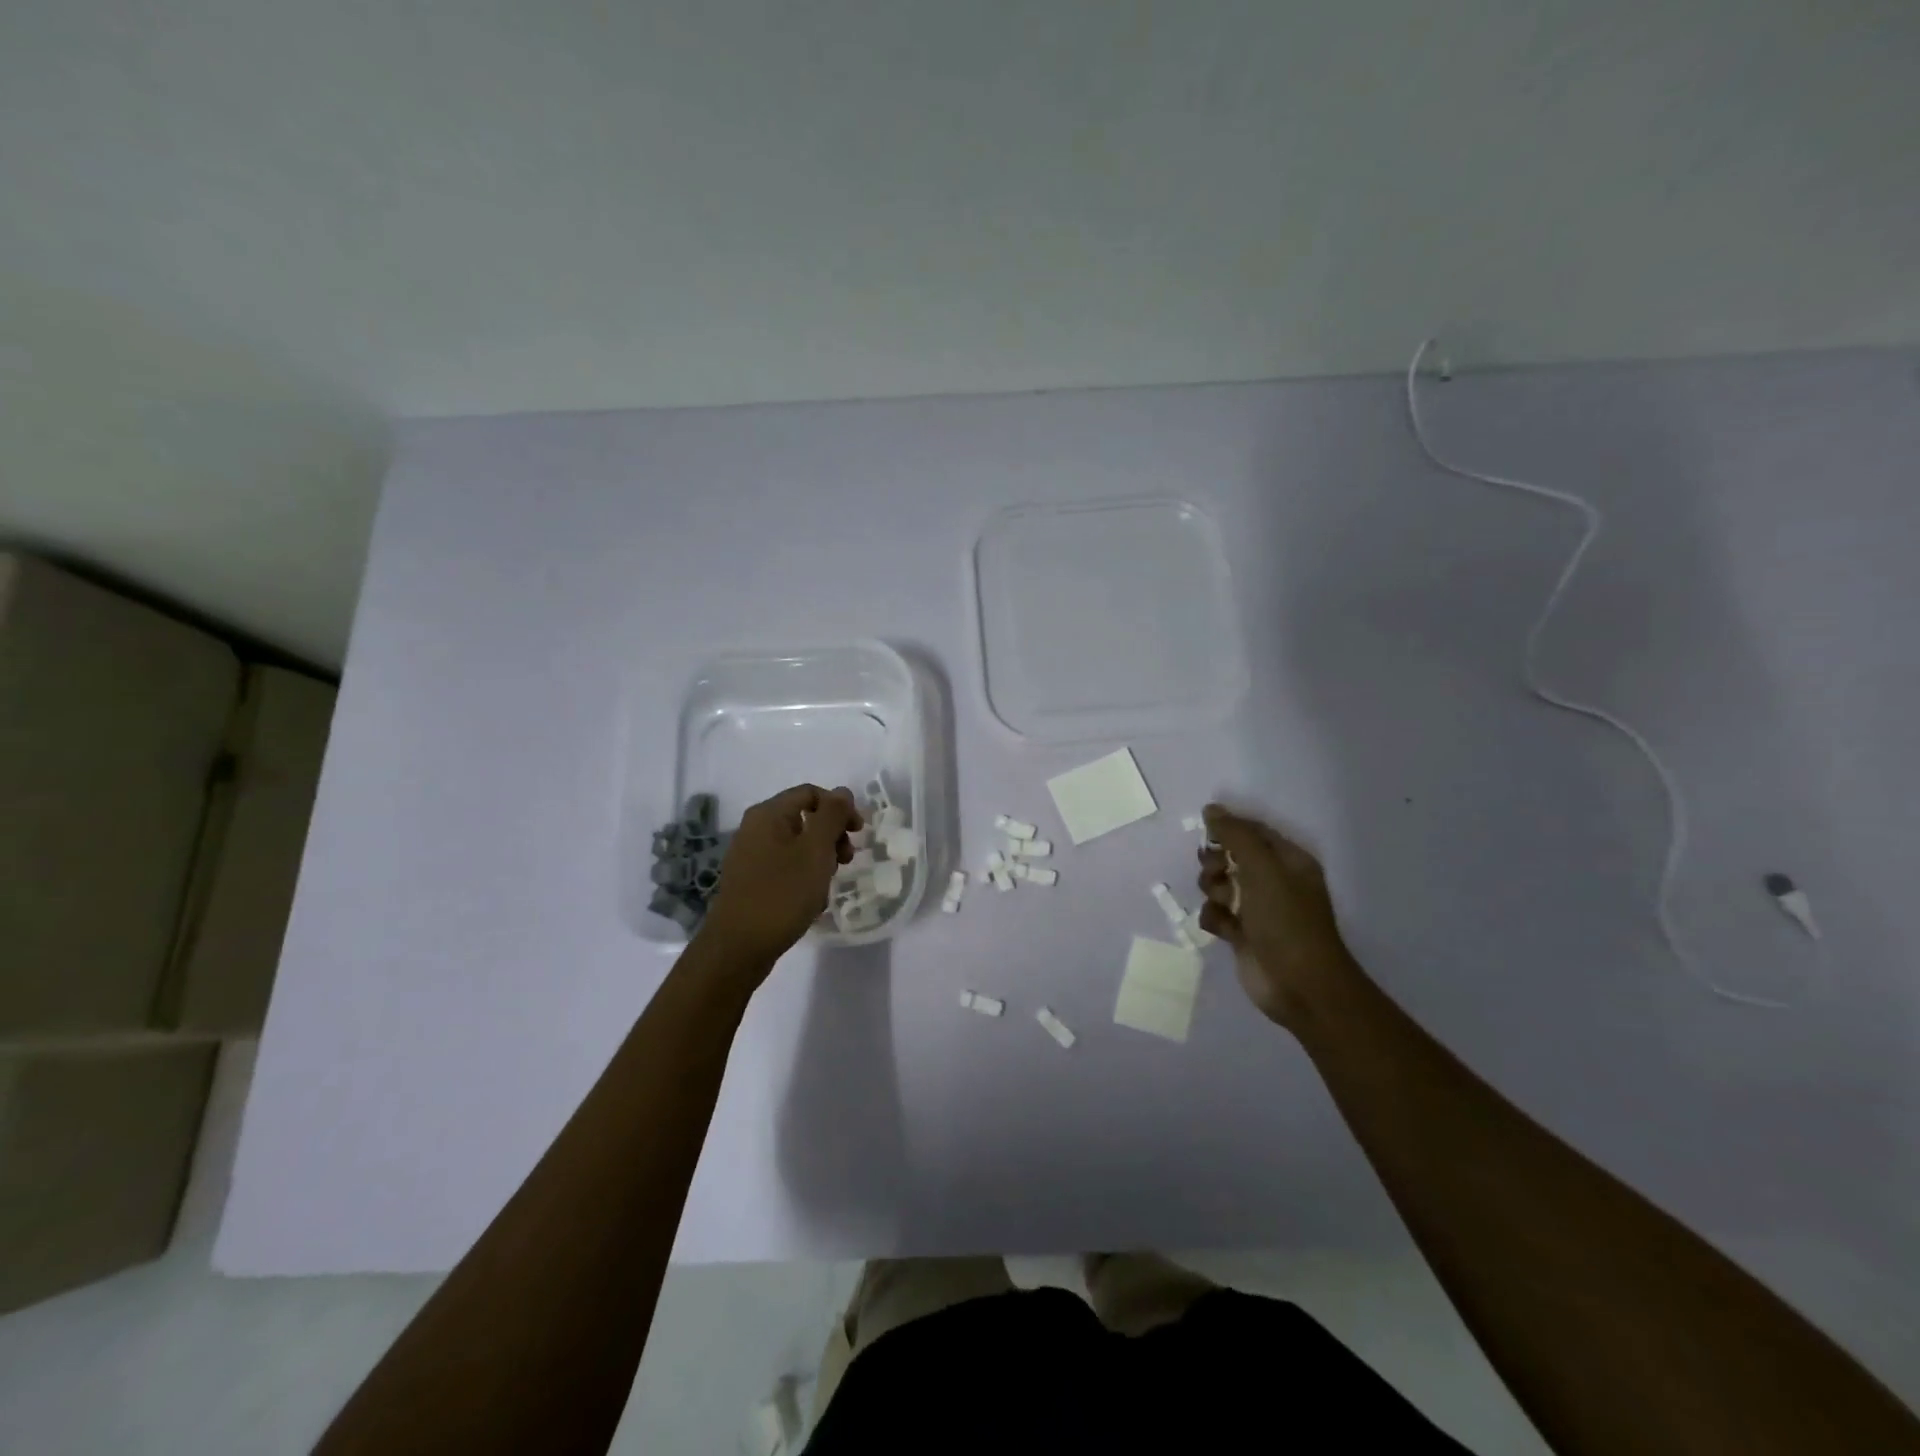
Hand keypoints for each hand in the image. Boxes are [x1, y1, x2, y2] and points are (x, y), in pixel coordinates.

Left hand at [698, 784, 860, 973]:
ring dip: (820, 858)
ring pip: (796, 845)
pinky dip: (803, 876)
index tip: (859, 833)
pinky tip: (811, 900)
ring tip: (828, 884)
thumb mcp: (815, 851)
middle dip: (831, 835)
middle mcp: (755, 828)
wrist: (738, 948)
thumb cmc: (782, 894)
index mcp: (768, 814)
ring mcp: (750, 856)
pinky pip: (785, 866)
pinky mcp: (750, 881)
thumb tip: (843, 791)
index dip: (839, 808)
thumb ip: (832, 816)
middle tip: (846, 860)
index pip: (811, 793)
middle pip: (804, 817)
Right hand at [1197, 804, 1354, 1027]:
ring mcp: (1256, 908)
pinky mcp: (1241, 934)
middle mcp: (1272, 880)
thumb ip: (1236, 835)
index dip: (1228, 829)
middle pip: (1229, 856)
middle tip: (1219, 873)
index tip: (1209, 835)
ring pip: (1217, 885)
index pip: (1251, 831)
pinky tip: (1225, 930)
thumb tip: (1211, 809)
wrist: (1299, 984)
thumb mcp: (1263, 868)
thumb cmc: (1286, 920)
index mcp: (1287, 860)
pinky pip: (1215, 913)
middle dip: (1216, 863)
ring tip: (1226, 906)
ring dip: (1214, 892)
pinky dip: (1215, 919)